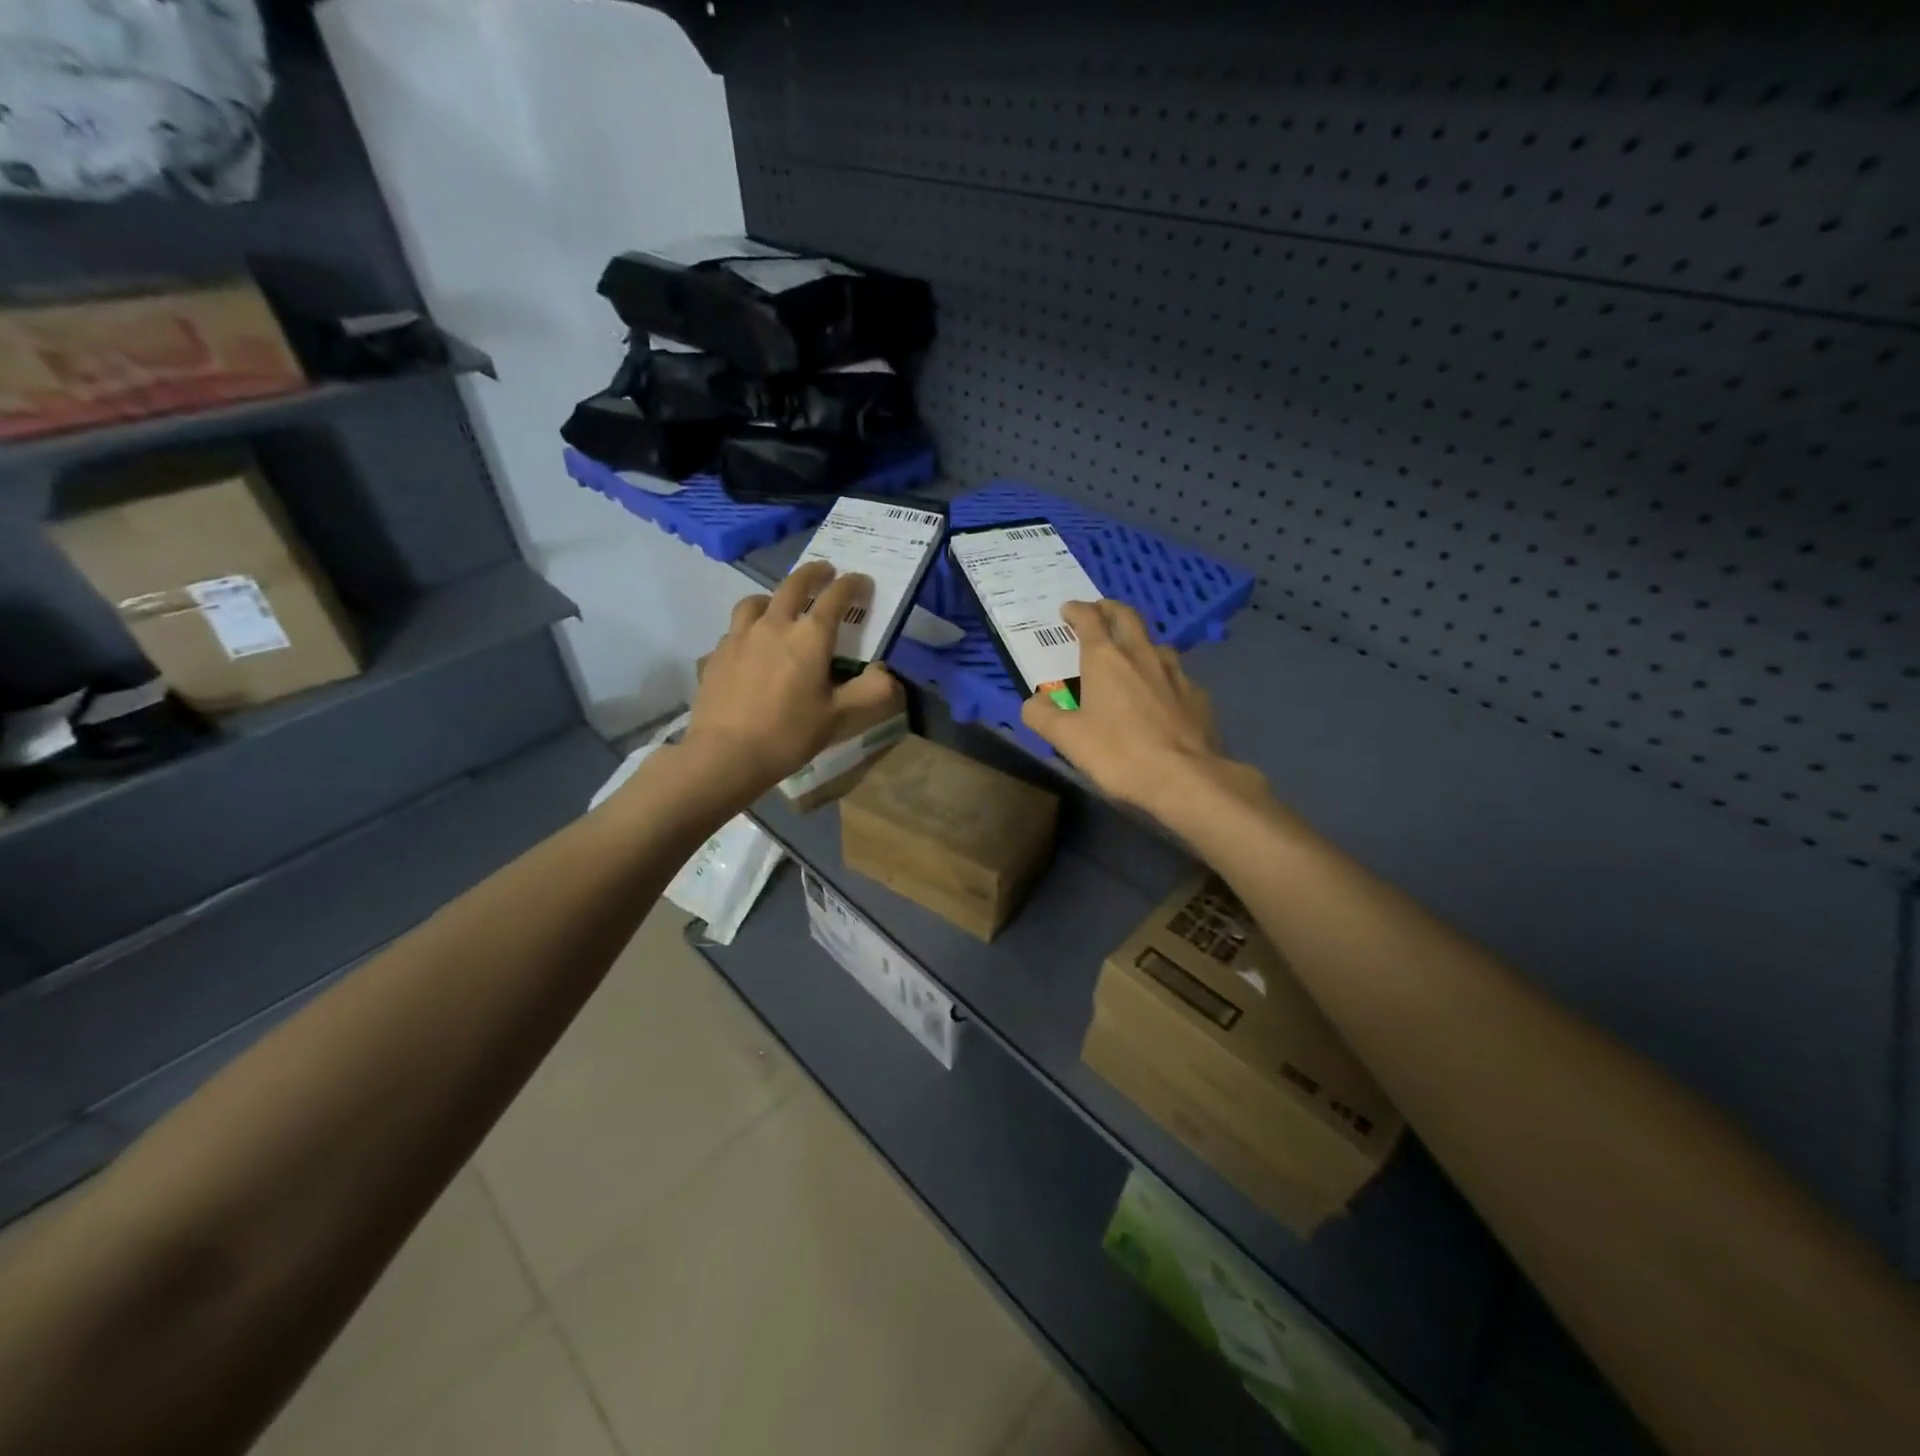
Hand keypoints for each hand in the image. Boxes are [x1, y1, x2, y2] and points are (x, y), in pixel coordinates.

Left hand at [683, 560, 896, 793]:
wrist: (726, 754)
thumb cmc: (789, 734)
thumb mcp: (840, 718)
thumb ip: (871, 693)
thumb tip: (888, 674)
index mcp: (809, 637)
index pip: (836, 598)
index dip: (852, 585)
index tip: (862, 581)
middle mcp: (774, 625)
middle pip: (794, 585)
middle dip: (814, 573)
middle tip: (826, 571)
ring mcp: (739, 637)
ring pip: (756, 601)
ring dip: (774, 596)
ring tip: (779, 605)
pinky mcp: (716, 655)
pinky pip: (733, 632)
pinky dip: (747, 630)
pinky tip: (748, 649)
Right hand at [1020, 600, 1260, 818]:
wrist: (1185, 778)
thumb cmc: (1119, 753)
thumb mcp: (1067, 739)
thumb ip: (1042, 715)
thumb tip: (1033, 701)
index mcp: (1105, 659)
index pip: (1089, 619)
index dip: (1076, 610)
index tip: (1068, 609)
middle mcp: (1142, 655)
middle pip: (1127, 617)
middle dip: (1110, 609)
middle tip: (1100, 611)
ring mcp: (1176, 673)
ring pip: (1156, 644)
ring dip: (1140, 641)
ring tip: (1132, 654)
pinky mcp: (1198, 696)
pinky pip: (1177, 676)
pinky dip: (1163, 676)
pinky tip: (1161, 694)